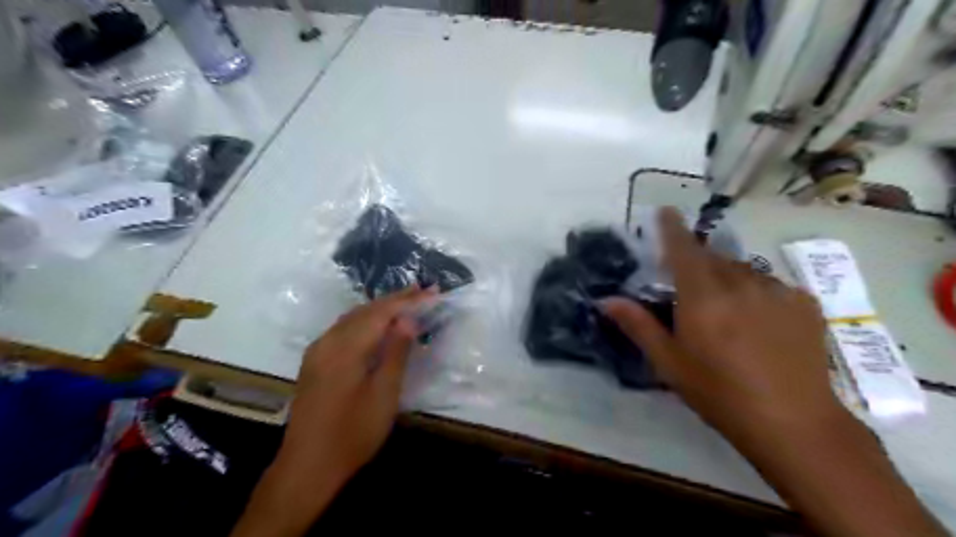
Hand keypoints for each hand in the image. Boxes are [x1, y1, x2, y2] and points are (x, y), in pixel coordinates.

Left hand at [279, 285, 436, 482]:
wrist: (307, 467)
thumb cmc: (353, 433)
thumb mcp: (384, 394)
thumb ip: (396, 352)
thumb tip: (408, 318)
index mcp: (346, 347)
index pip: (382, 312)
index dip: (409, 301)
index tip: (433, 292)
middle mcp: (328, 341)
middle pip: (366, 310)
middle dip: (396, 299)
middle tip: (423, 291)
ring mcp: (318, 351)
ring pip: (353, 317)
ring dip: (380, 307)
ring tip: (406, 301)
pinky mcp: (315, 361)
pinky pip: (343, 328)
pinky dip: (365, 320)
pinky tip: (377, 324)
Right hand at [600, 209, 837, 442]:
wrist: (793, 423)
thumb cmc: (718, 392)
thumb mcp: (669, 362)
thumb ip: (638, 325)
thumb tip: (606, 299)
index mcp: (702, 296)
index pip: (683, 248)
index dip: (671, 228)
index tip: (665, 211)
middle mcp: (739, 283)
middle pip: (712, 257)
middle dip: (697, 261)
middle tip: (690, 286)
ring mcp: (776, 290)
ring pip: (742, 269)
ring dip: (727, 277)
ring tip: (726, 308)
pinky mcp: (804, 303)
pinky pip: (770, 284)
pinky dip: (756, 292)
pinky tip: (759, 320)